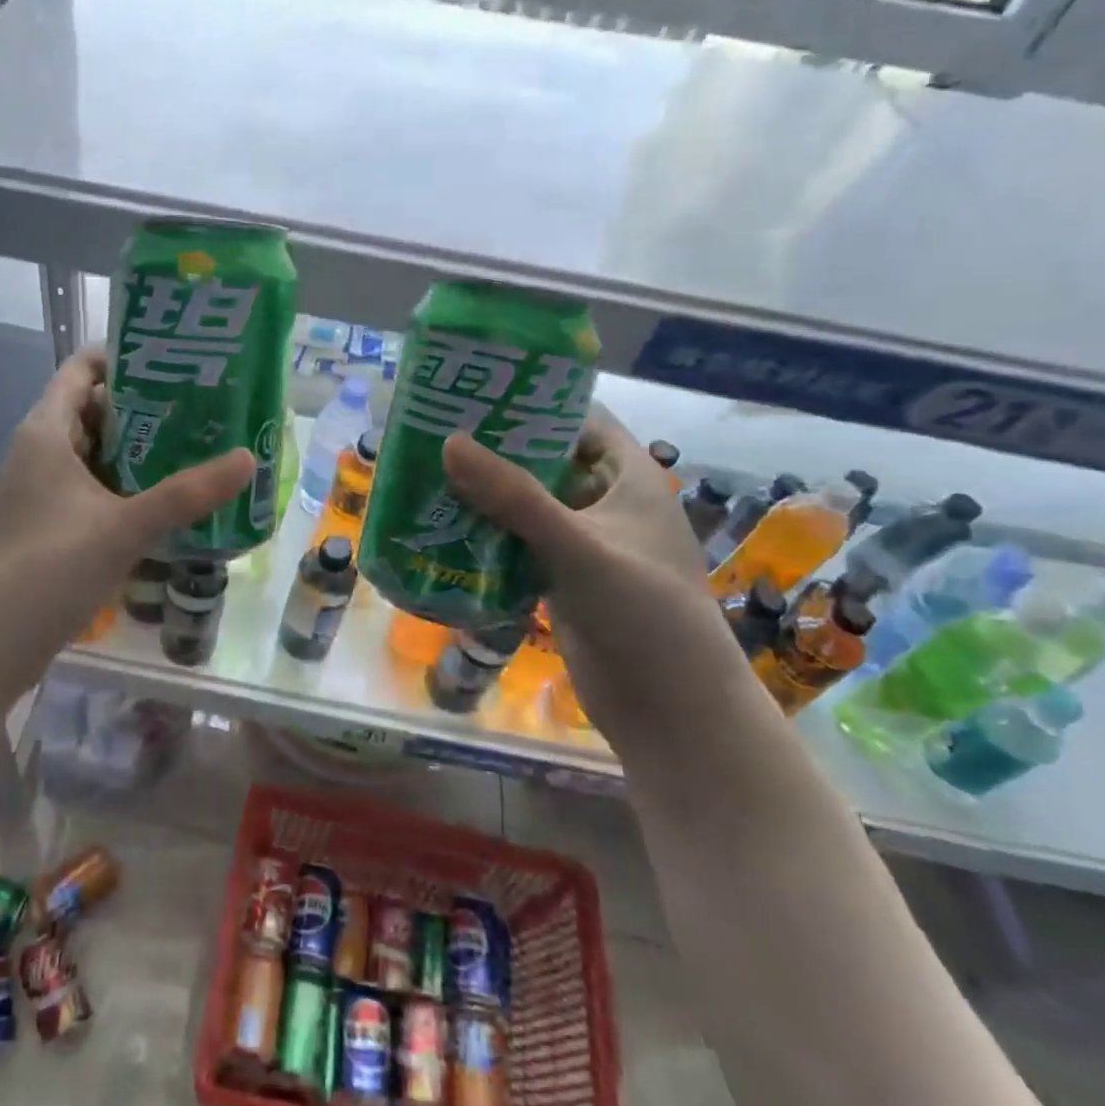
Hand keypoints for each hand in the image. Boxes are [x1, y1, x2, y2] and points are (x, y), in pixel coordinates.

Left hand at [0, 346, 254, 703]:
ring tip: (199, 446)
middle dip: (148, 407)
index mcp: (46, 431)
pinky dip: (128, 487)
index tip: (180, 359)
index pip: (84, 368)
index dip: (128, 356)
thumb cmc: (45, 570)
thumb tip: (249, 458)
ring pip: (98, 454)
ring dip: (142, 451)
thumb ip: (186, 493)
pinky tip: (168, 500)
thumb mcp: (123, 527)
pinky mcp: (49, 526)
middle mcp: (40, 451)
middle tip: (206, 405)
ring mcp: (43, 491)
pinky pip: (94, 489)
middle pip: (97, 410)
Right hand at [443, 406, 756, 761]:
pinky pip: (522, 543)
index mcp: (630, 479)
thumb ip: (513, 496)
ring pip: (531, 504)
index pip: (582, 419)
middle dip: (499, 449)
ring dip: (489, 493)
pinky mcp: (566, 580)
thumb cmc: (643, 615)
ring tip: (431, 473)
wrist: (673, 714)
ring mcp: (586, 544)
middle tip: (439, 431)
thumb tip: (449, 442)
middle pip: (549, 460)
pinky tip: (446, 527)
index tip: (479, 391)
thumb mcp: (578, 546)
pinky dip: (491, 533)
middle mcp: (608, 504)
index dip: (537, 401)